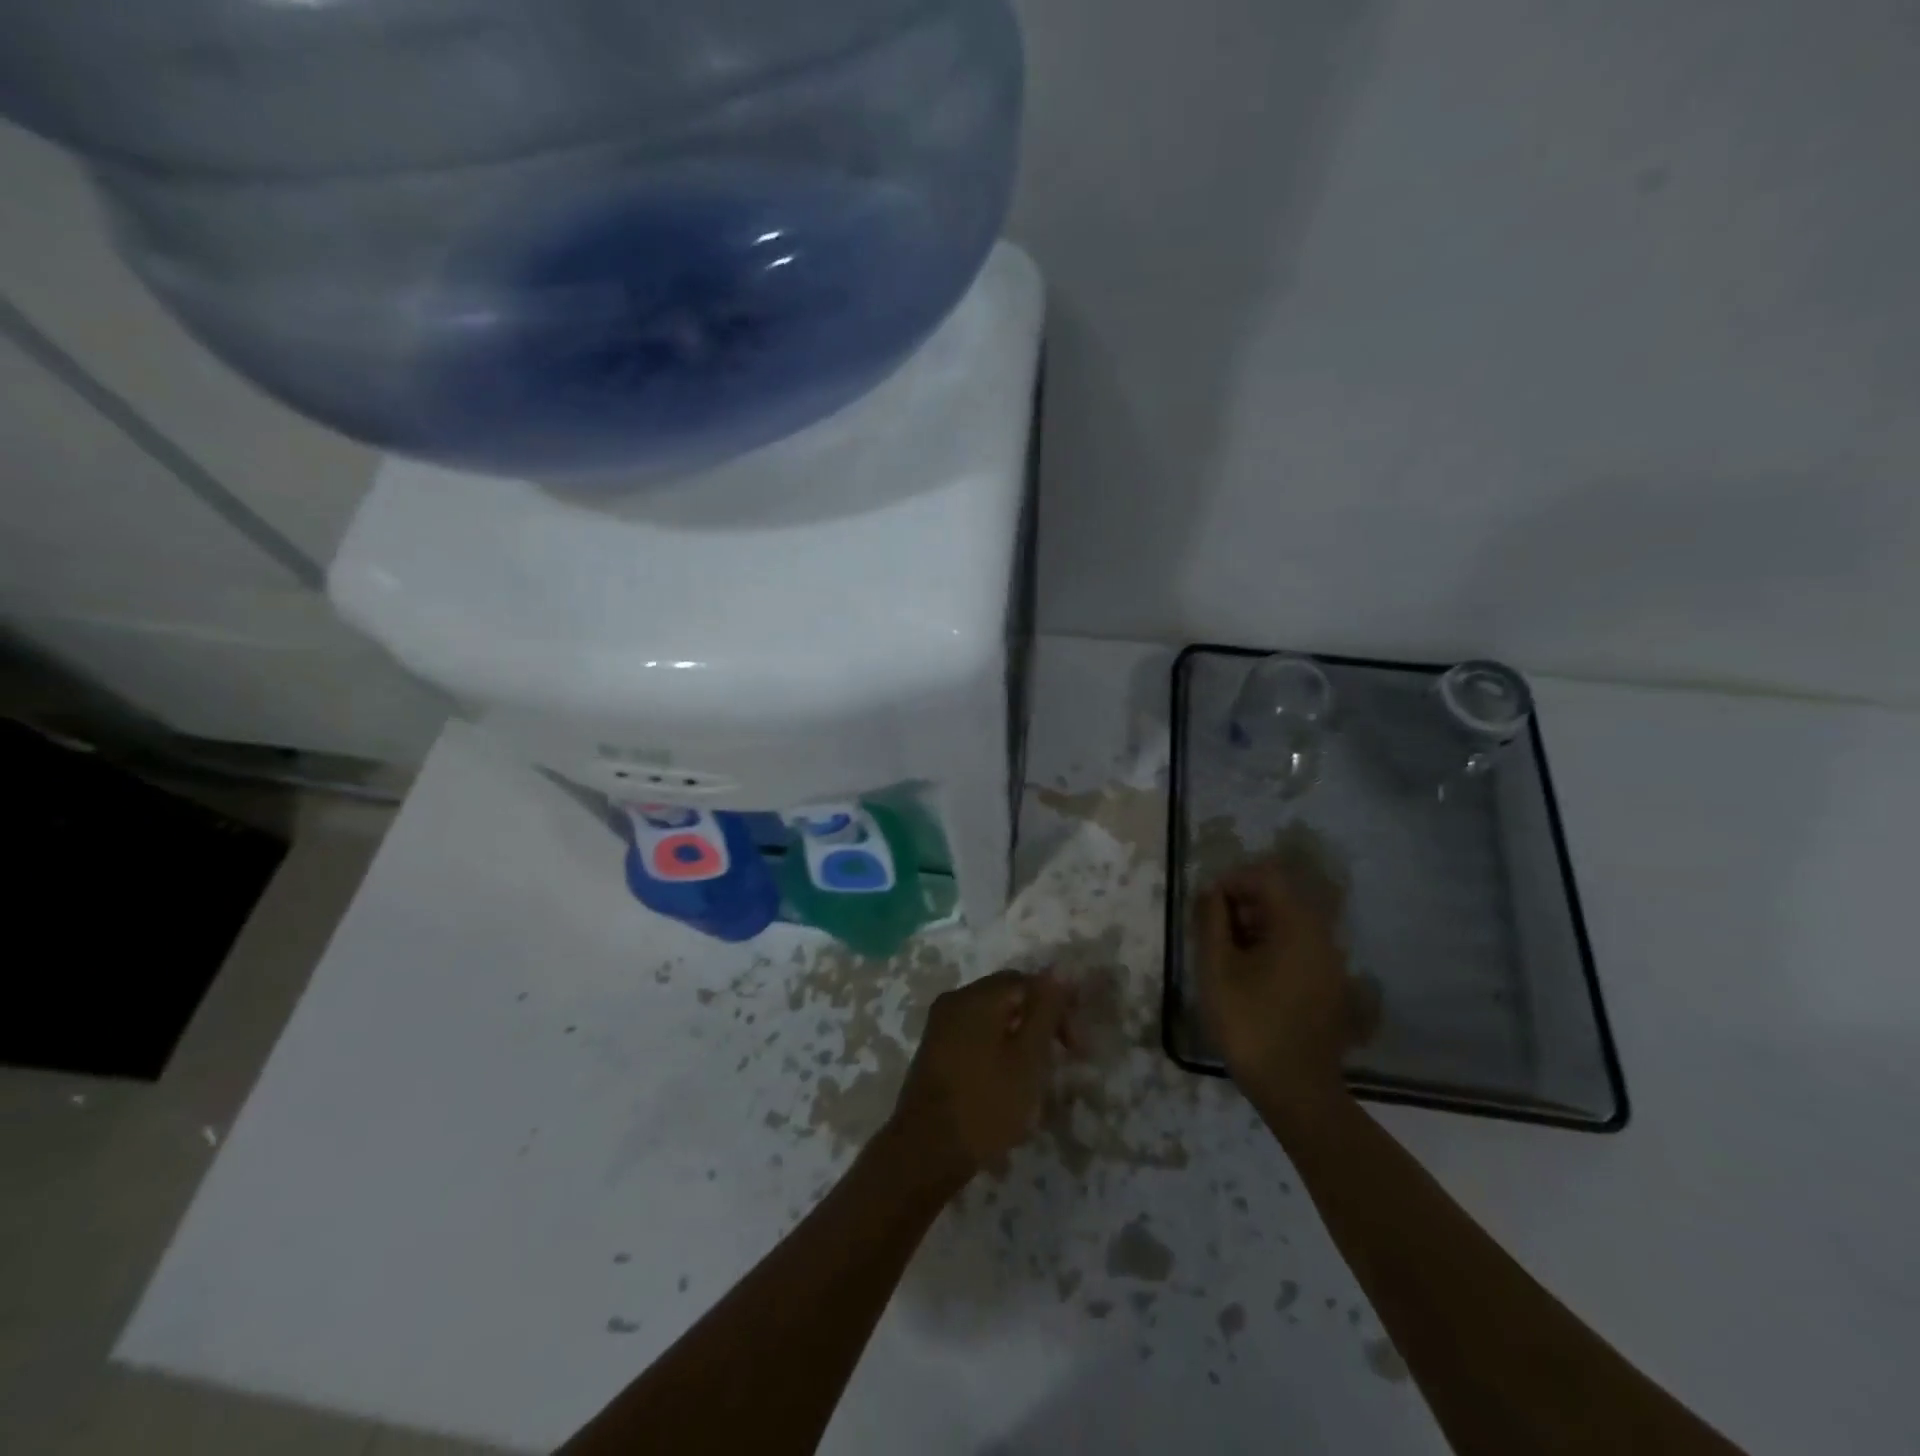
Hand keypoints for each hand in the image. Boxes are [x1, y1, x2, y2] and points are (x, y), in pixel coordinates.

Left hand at [888, 970, 1071, 1186]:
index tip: (1076, 1045)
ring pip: (991, 1017)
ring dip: (1019, 1037)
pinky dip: (997, 1047)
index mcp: (977, 996)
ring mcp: (940, 1025)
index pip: (1027, 982)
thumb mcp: (1028, 1058)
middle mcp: (955, 1000)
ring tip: (1038, 1073)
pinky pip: (974, 1034)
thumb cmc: (985, 1104)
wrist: (925, 1151)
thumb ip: (1045, 1011)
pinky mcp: (935, 1050)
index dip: (1057, 1006)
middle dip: (1039, 1021)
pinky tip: (1007, 1080)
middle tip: (1062, 1056)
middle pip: (1007, 996)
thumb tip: (1058, 971)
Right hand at [1192, 852, 1373, 1114]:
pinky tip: (1250, 976)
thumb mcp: (1217, 968)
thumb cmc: (1249, 1023)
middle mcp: (1322, 937)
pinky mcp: (1330, 986)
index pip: (1266, 878)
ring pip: (1289, 924)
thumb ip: (1211, 920)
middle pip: (1280, 898)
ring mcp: (1331, 963)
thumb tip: (1210, 892)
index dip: (1232, 882)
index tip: (1206, 905)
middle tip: (1212, 931)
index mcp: (1297, 926)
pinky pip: (1299, 948)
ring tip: (1226, 955)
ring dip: (1255, 927)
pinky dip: (1272, 947)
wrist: (1295, 1089)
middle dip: (1242, 904)